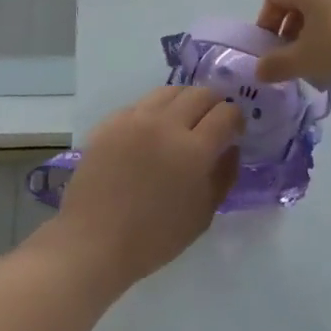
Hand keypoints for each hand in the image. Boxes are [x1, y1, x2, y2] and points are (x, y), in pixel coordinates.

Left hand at [47, 87, 243, 292]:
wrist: (94, 239)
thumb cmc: (154, 238)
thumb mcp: (202, 215)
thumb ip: (223, 176)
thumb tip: (231, 147)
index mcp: (194, 150)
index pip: (226, 113)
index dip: (236, 118)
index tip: (234, 130)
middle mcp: (166, 124)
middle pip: (200, 94)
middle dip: (214, 103)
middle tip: (212, 121)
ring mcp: (136, 118)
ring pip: (170, 91)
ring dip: (185, 100)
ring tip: (183, 119)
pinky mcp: (112, 120)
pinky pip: (141, 104)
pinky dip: (155, 111)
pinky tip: (152, 131)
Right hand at [253, 0, 330, 83]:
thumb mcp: (308, 58)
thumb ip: (279, 65)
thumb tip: (258, 71)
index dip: (266, 25)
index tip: (270, 53)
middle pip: (300, 4)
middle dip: (293, 36)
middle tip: (295, 64)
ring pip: (325, 11)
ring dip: (317, 38)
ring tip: (324, 68)